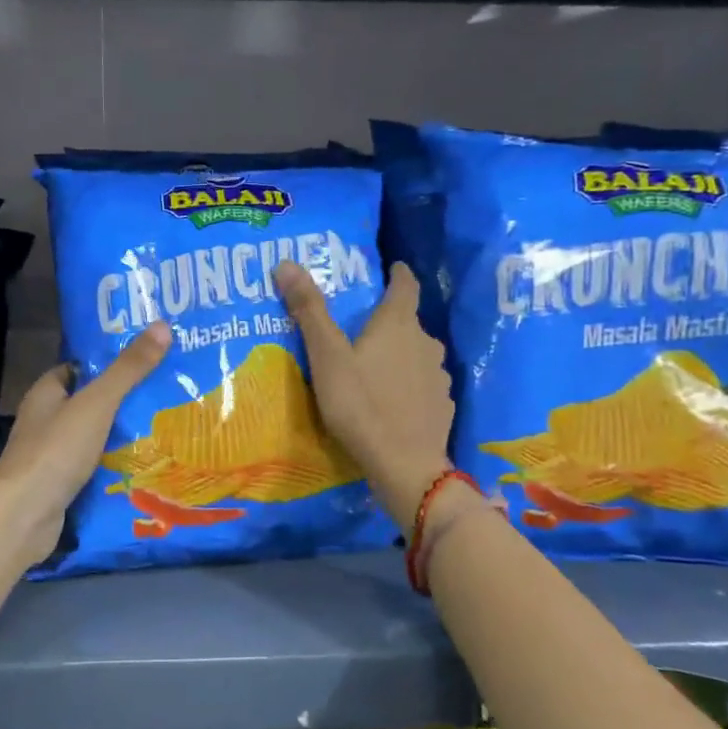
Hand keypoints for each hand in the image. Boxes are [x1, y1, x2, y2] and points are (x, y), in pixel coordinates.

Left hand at [0, 320, 171, 565]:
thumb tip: (163, 326)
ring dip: (123, 435)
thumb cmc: (56, 450)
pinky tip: (146, 465)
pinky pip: (94, 467)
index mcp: (47, 393)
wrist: (24, 516)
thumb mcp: (97, 403)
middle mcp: (46, 420)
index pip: (80, 368)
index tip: (148, 359)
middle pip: (90, 403)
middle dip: (124, 401)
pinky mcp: (61, 485)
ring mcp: (52, 455)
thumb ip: (128, 369)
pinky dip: (116, 465)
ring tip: (167, 427)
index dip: (110, 362)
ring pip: (94, 437)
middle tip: (168, 393)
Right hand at [275, 260, 453, 528]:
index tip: (391, 268)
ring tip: (373, 367)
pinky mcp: (441, 406)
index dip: (398, 273)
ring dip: (399, 355)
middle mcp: (426, 343)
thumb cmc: (361, 405)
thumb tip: (286, 262)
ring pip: (417, 355)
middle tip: (360, 328)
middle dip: (388, 321)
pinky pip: (423, 385)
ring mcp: (438, 376)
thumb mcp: (327, 358)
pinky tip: (391, 400)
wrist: (404, 466)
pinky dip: (408, 384)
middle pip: (409, 322)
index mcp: (398, 324)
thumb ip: (309, 311)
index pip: (406, 284)